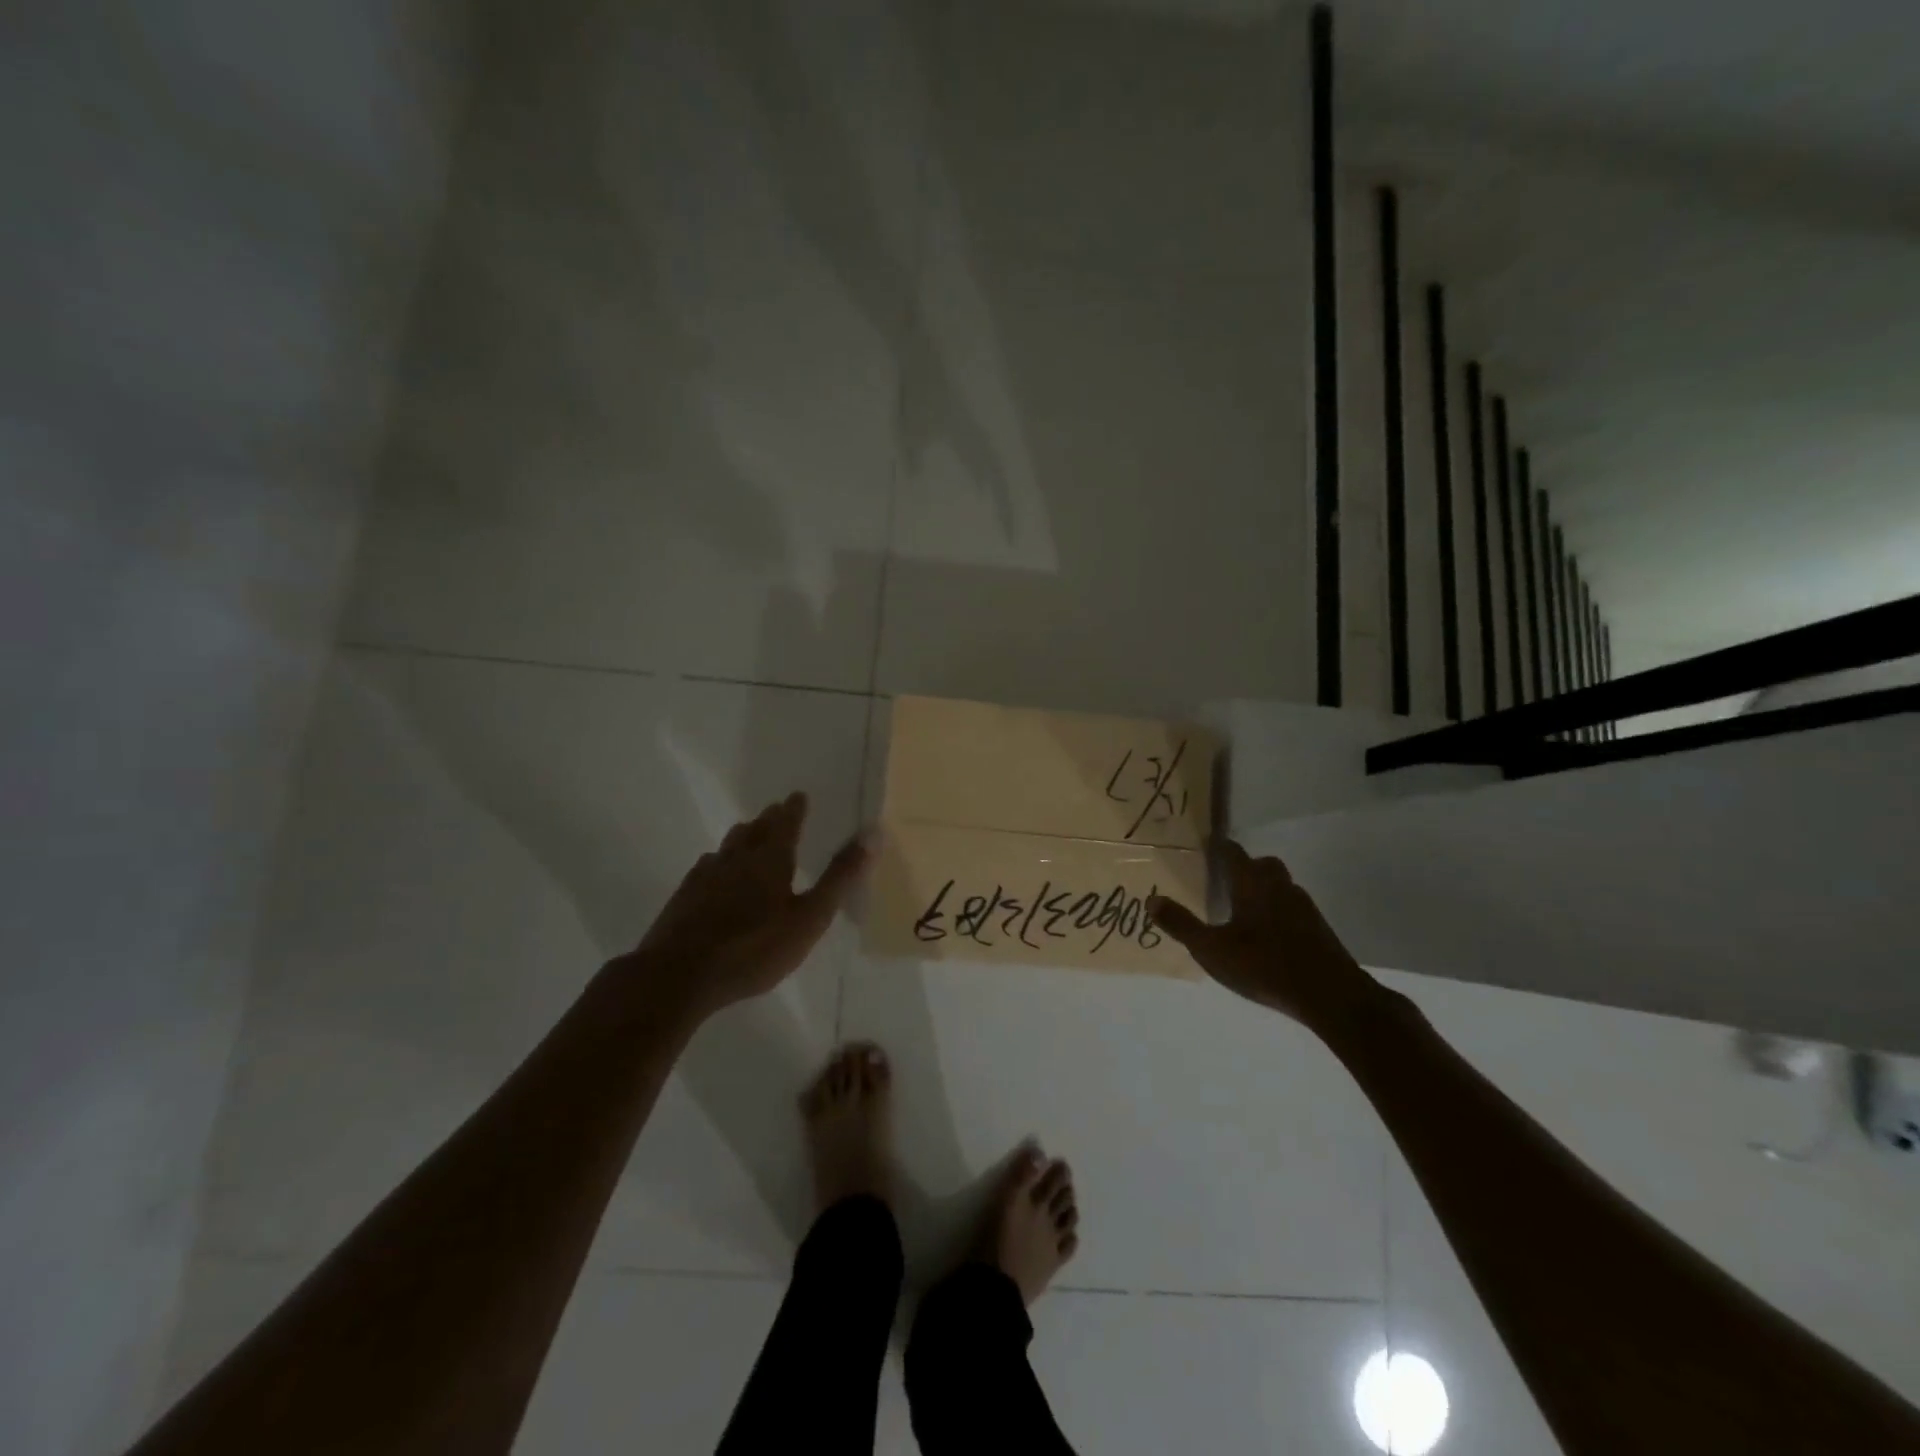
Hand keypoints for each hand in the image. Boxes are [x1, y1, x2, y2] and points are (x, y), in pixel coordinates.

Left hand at [624, 792, 869, 1017]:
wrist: (679, 975)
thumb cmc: (754, 947)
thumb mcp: (809, 917)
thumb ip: (840, 877)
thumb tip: (872, 832)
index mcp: (770, 859)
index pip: (786, 823)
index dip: (795, 809)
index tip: (799, 796)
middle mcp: (736, 858)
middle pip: (755, 830)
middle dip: (769, 819)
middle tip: (778, 811)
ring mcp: (706, 876)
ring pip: (728, 846)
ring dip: (743, 836)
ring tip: (749, 834)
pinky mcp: (685, 897)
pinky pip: (706, 867)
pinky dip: (718, 861)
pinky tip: (714, 871)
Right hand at [1148, 840, 1380, 1035]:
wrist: (1330, 995)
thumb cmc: (1264, 966)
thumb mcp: (1212, 949)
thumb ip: (1181, 924)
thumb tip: (1152, 900)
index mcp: (1252, 884)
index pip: (1233, 853)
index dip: (1219, 847)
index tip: (1206, 844)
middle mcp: (1280, 887)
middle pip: (1263, 864)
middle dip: (1245, 866)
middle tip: (1225, 878)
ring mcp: (1304, 908)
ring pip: (1281, 886)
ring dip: (1263, 889)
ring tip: (1243, 908)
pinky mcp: (1318, 929)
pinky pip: (1292, 908)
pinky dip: (1278, 912)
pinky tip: (1267, 934)